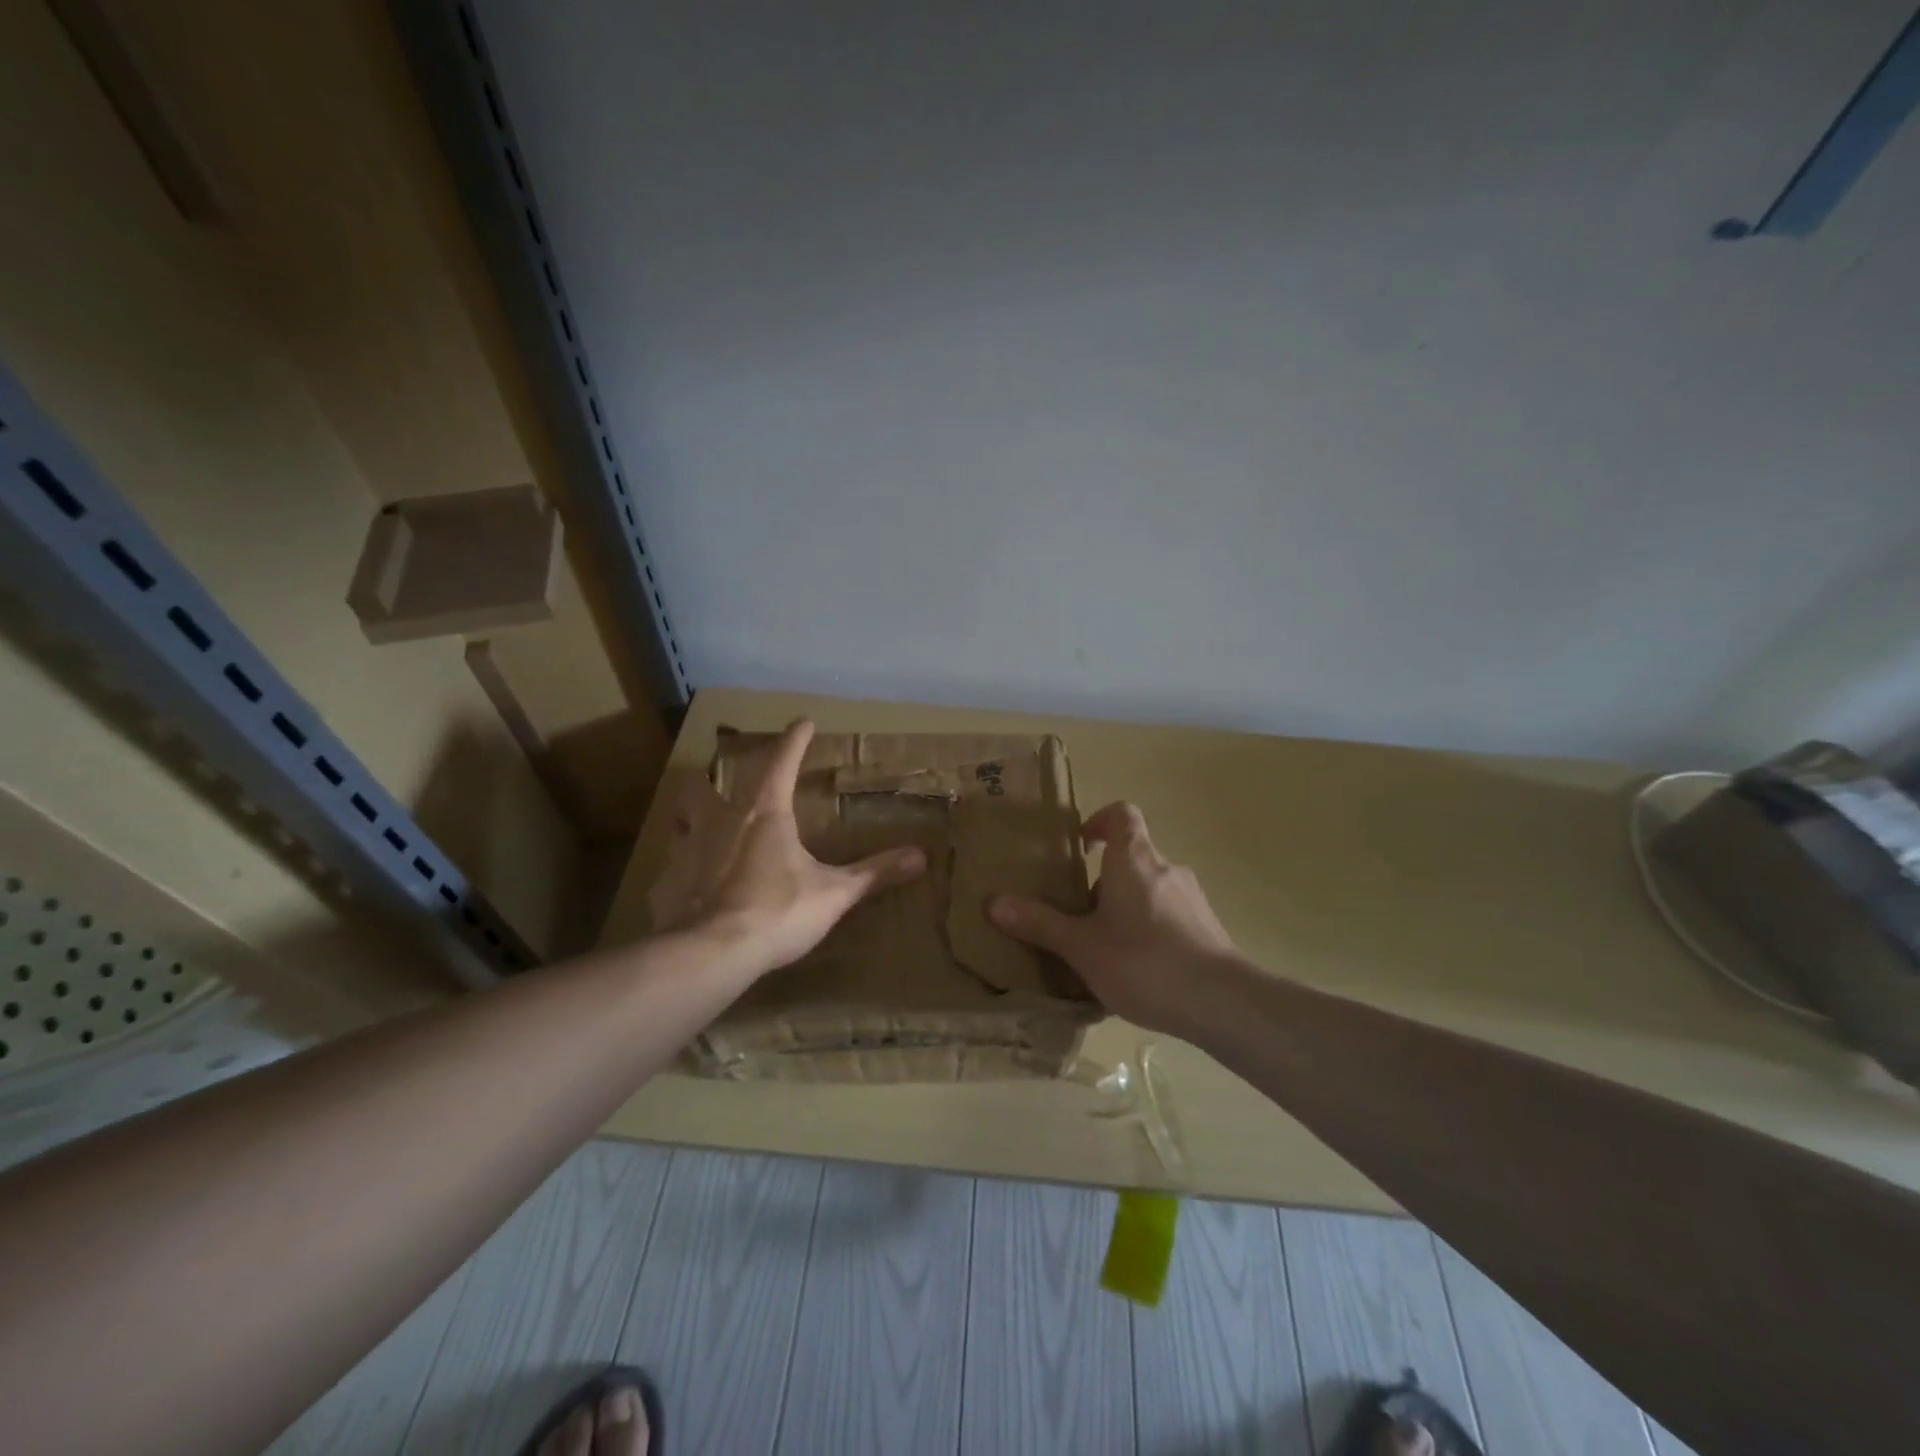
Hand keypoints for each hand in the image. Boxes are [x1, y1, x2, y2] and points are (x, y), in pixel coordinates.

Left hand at [648, 719, 925, 981]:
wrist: (712, 954)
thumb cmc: (778, 911)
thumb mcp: (835, 893)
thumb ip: (875, 873)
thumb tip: (921, 856)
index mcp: (764, 813)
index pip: (782, 762)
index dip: (794, 740)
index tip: (802, 721)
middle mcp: (720, 821)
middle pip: (705, 784)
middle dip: (712, 780)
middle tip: (722, 788)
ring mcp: (686, 851)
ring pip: (679, 820)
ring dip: (688, 820)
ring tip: (698, 830)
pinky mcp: (666, 885)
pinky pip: (668, 872)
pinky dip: (676, 876)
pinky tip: (684, 891)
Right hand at [990, 801, 1235, 1033]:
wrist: (1221, 1002)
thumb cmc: (1143, 961)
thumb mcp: (1081, 946)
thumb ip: (1040, 923)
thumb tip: (994, 903)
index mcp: (1135, 860)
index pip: (1122, 814)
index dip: (1100, 822)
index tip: (1081, 846)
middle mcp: (1168, 869)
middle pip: (1133, 858)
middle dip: (1104, 881)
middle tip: (1080, 915)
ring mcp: (1193, 898)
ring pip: (1151, 889)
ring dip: (1128, 907)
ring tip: (1106, 948)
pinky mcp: (1209, 927)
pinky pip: (1171, 916)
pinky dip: (1151, 929)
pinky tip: (1140, 970)